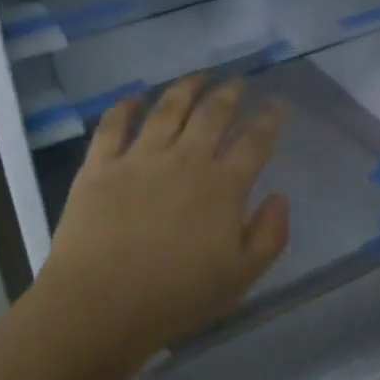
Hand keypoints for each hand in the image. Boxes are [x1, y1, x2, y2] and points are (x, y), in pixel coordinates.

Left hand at [30, 75, 290, 371]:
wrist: (101, 303)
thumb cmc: (176, 297)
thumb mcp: (241, 278)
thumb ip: (269, 235)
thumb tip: (279, 197)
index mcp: (223, 186)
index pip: (255, 142)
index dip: (270, 119)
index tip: (278, 105)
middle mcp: (185, 160)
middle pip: (212, 114)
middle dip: (230, 93)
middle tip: (238, 81)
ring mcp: (139, 157)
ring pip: (167, 108)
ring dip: (186, 88)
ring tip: (198, 76)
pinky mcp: (100, 165)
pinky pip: (113, 124)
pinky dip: (126, 105)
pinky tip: (135, 97)